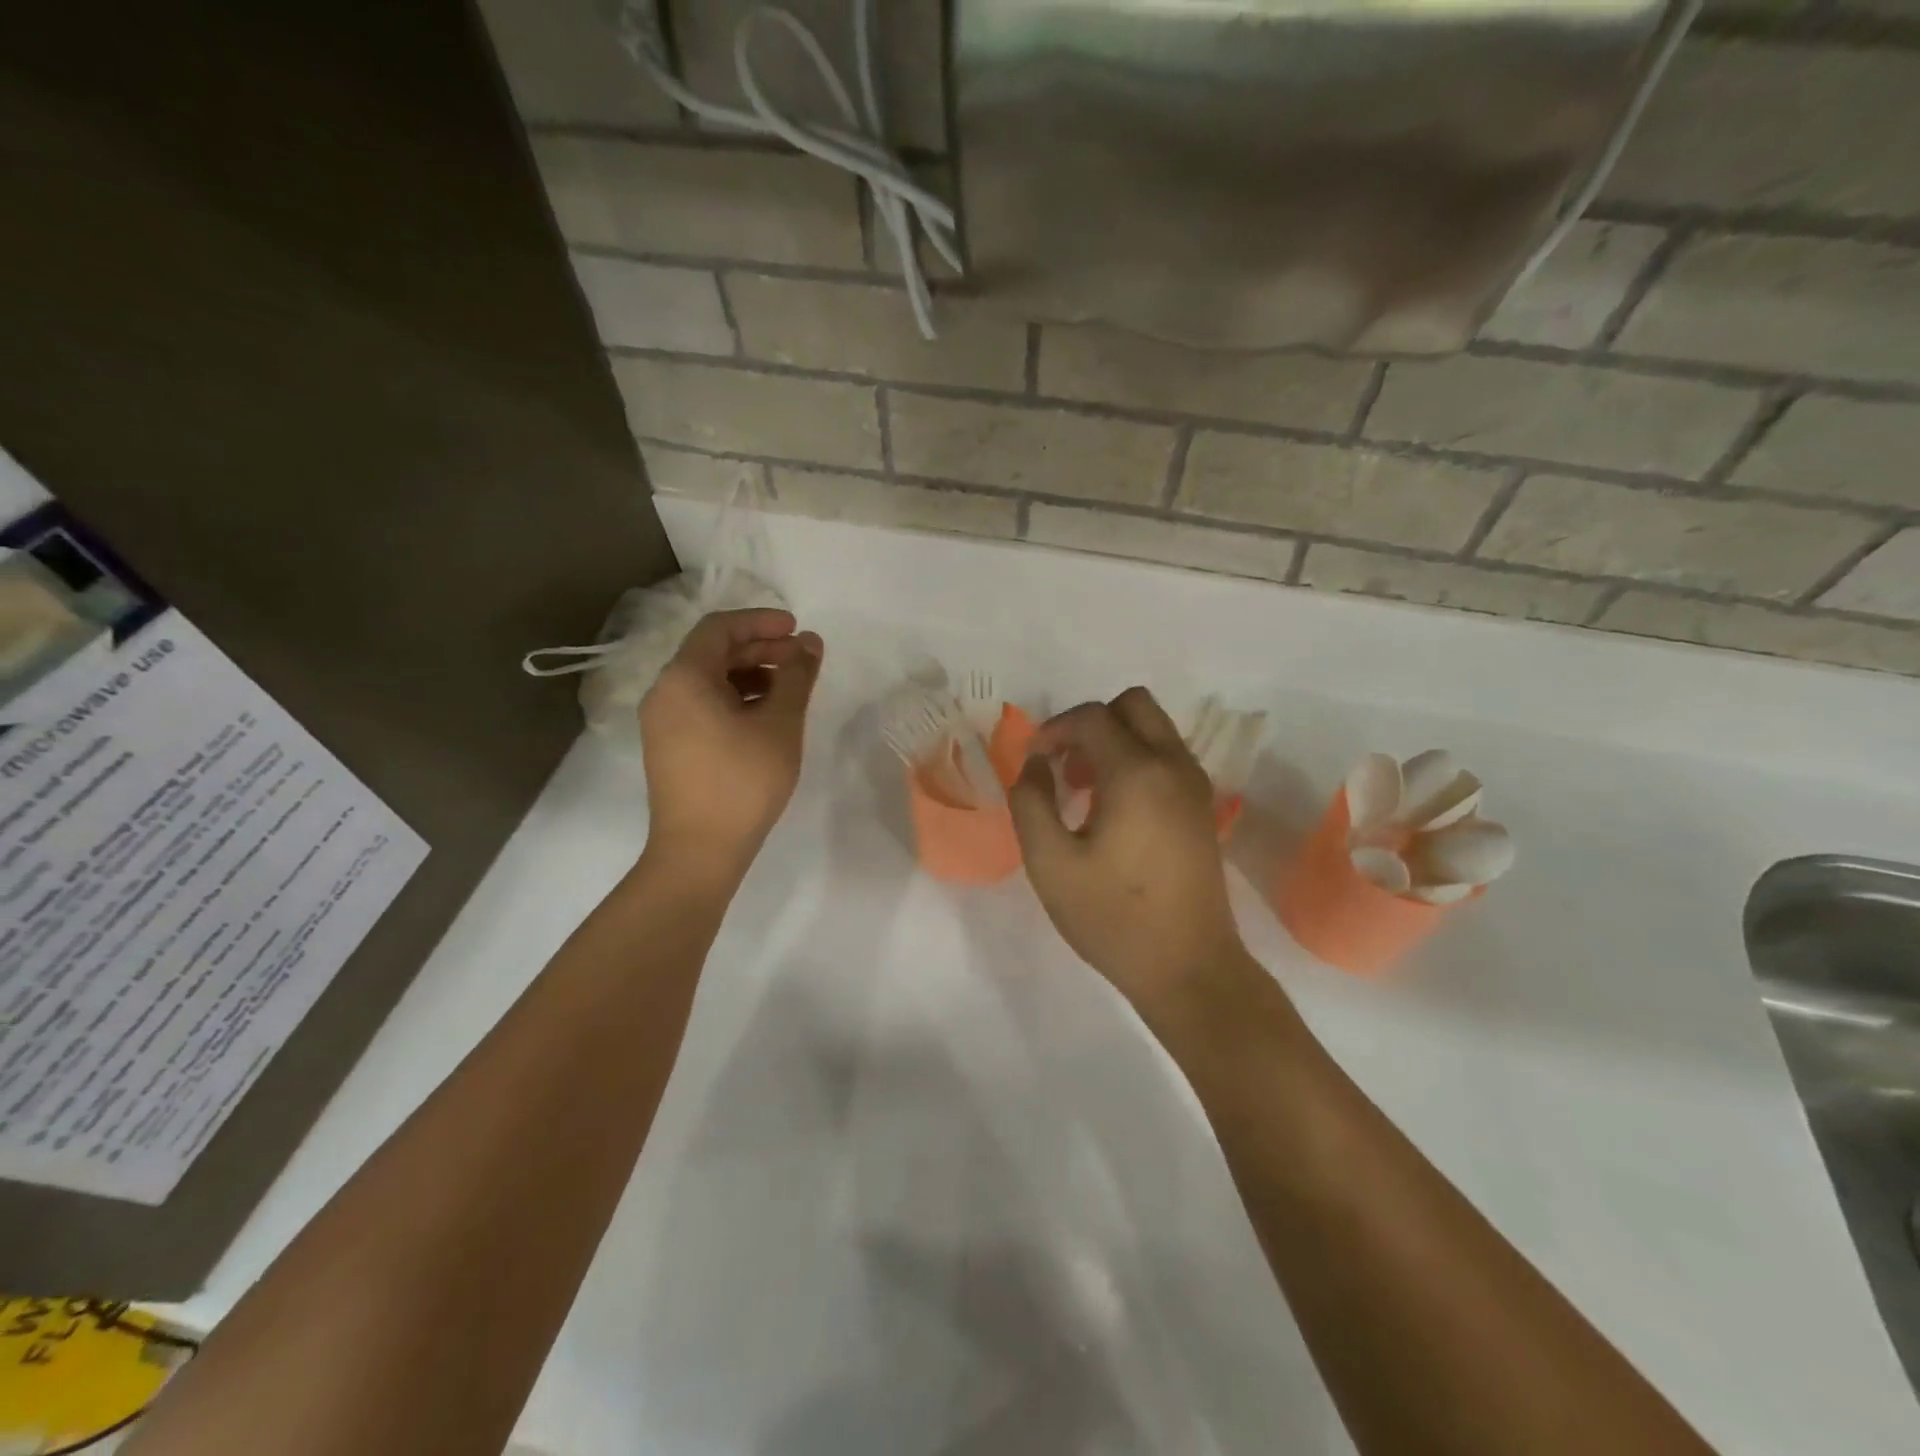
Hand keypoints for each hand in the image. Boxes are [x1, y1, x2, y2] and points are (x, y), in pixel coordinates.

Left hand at [639, 608, 822, 875]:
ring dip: (750, 675)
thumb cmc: (743, 782)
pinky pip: (703, 706)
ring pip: (709, 681)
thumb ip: (796, 676)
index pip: (720, 628)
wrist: (699, 851)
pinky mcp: (669, 746)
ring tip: (789, 690)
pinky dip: (735, 700)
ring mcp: (662, 722)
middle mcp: (664, 692)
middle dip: (760, 649)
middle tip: (801, 660)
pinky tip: (765, 717)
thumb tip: (810, 642)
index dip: (761, 622)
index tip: (798, 630)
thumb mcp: (780, 724)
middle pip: (713, 653)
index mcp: (684, 678)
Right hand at [1009, 688, 1251, 1017]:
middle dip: (1091, 723)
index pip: (1092, 717)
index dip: (1054, 730)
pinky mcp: (1203, 809)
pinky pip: (1167, 758)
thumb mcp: (1051, 864)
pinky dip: (1136, 761)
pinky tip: (1113, 811)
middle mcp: (1173, 766)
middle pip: (1134, 704)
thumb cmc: (1113, 918)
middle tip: (1064, 766)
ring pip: (1154, 729)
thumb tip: (1035, 766)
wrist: (1190, 969)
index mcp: (1137, 773)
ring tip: (1083, 792)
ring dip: (1115, 742)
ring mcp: (1195, 786)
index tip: (1033, 763)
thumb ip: (1031, 803)